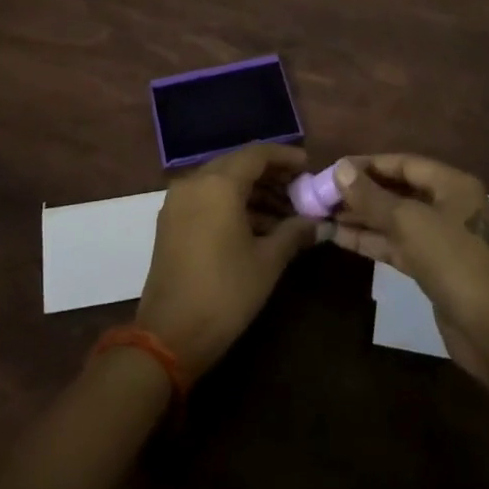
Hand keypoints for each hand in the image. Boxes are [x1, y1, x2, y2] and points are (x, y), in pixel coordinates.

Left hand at [135, 143, 319, 379]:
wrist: (170, 335)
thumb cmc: (225, 293)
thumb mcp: (268, 262)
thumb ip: (294, 232)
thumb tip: (317, 223)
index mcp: (218, 184)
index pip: (257, 154)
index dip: (285, 157)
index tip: (309, 167)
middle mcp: (194, 182)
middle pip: (238, 164)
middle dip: (270, 175)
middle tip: (299, 191)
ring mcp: (178, 201)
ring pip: (221, 181)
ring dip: (252, 191)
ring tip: (284, 213)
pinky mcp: (171, 221)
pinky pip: (207, 198)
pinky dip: (232, 203)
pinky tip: (257, 225)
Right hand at [330, 153, 488, 385]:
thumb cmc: (451, 260)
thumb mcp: (407, 221)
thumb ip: (371, 196)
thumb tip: (339, 169)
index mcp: (452, 184)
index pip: (404, 163)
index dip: (367, 165)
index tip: (333, 169)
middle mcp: (449, 205)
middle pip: (399, 190)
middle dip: (362, 193)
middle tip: (323, 194)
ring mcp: (442, 238)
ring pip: (395, 220)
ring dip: (362, 217)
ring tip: (323, 214)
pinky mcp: (433, 267)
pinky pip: (397, 244)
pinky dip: (371, 240)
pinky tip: (339, 238)